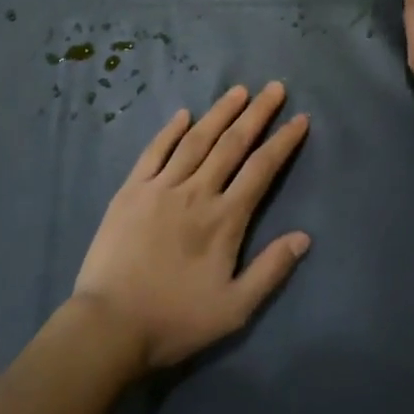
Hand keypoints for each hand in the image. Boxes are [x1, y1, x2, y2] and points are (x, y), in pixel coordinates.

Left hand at [72, 83, 310, 369]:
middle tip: (275, 88)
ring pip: (196, 140)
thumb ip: (271, 270)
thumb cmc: (175, 320)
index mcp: (224, 219)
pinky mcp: (131, 191)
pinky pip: (154, 151)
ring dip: (219, 113)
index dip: (283, 142)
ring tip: (238, 90)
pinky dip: (170, 130)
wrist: (109, 326)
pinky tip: (183, 114)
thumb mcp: (234, 309)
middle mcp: (196, 192)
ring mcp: (160, 187)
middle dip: (257, 113)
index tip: (300, 118)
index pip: (261, 169)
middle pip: (232, 144)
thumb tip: (304, 236)